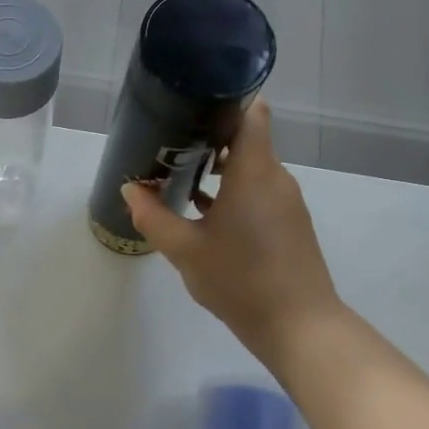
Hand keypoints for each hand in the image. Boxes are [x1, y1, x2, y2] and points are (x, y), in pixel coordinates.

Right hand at [121, 99, 344, 364]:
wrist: (298, 327)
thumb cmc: (240, 279)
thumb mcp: (185, 250)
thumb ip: (153, 216)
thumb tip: (130, 190)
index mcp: (254, 172)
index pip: (250, 112)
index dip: (223, 101)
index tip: (189, 106)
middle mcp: (276, 178)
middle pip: (246, 139)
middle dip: (208, 137)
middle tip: (168, 144)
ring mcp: (286, 202)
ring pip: (251, 168)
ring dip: (218, 168)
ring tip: (178, 176)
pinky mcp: (288, 224)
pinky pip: (258, 191)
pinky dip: (232, 191)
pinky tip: (202, 211)